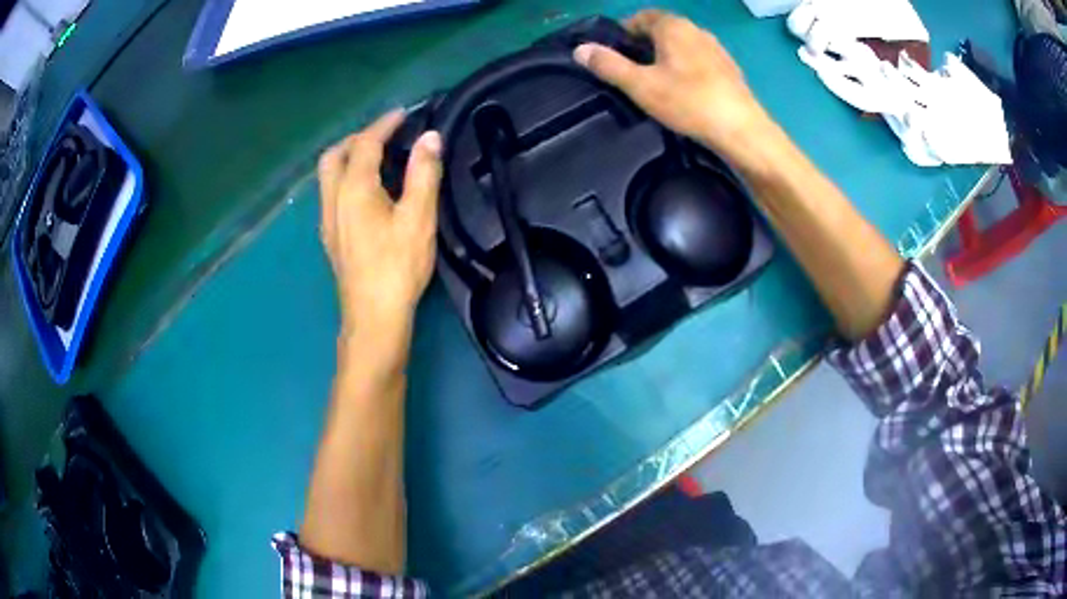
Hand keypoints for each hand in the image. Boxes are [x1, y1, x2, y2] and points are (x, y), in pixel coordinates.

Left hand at [319, 109, 442, 344]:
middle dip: (358, 137)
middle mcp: (333, 199)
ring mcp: (328, 219)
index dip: (385, 124)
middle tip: (385, 135)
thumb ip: (423, 173)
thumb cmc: (397, 267)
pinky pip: (332, 192)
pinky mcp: (331, 236)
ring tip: (377, 157)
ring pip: (328, 175)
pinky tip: (367, 191)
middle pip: (335, 155)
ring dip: (349, 156)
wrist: (373, 317)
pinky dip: (346, 177)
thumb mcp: (418, 218)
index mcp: (354, 189)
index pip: (366, 143)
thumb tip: (430, 138)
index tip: (404, 113)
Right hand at [574, 10, 773, 167]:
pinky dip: (686, 68)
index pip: (640, 17)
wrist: (742, 130)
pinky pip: (699, 60)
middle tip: (631, 70)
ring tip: (656, 82)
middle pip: (662, 29)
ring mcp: (716, 48)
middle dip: (644, 44)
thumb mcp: (640, 85)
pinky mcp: (729, 69)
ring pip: (683, 45)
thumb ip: (609, 65)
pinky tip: (684, 91)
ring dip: (666, 56)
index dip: (624, 32)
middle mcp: (696, 30)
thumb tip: (580, 50)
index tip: (613, 53)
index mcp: (673, 26)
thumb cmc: (689, 102)